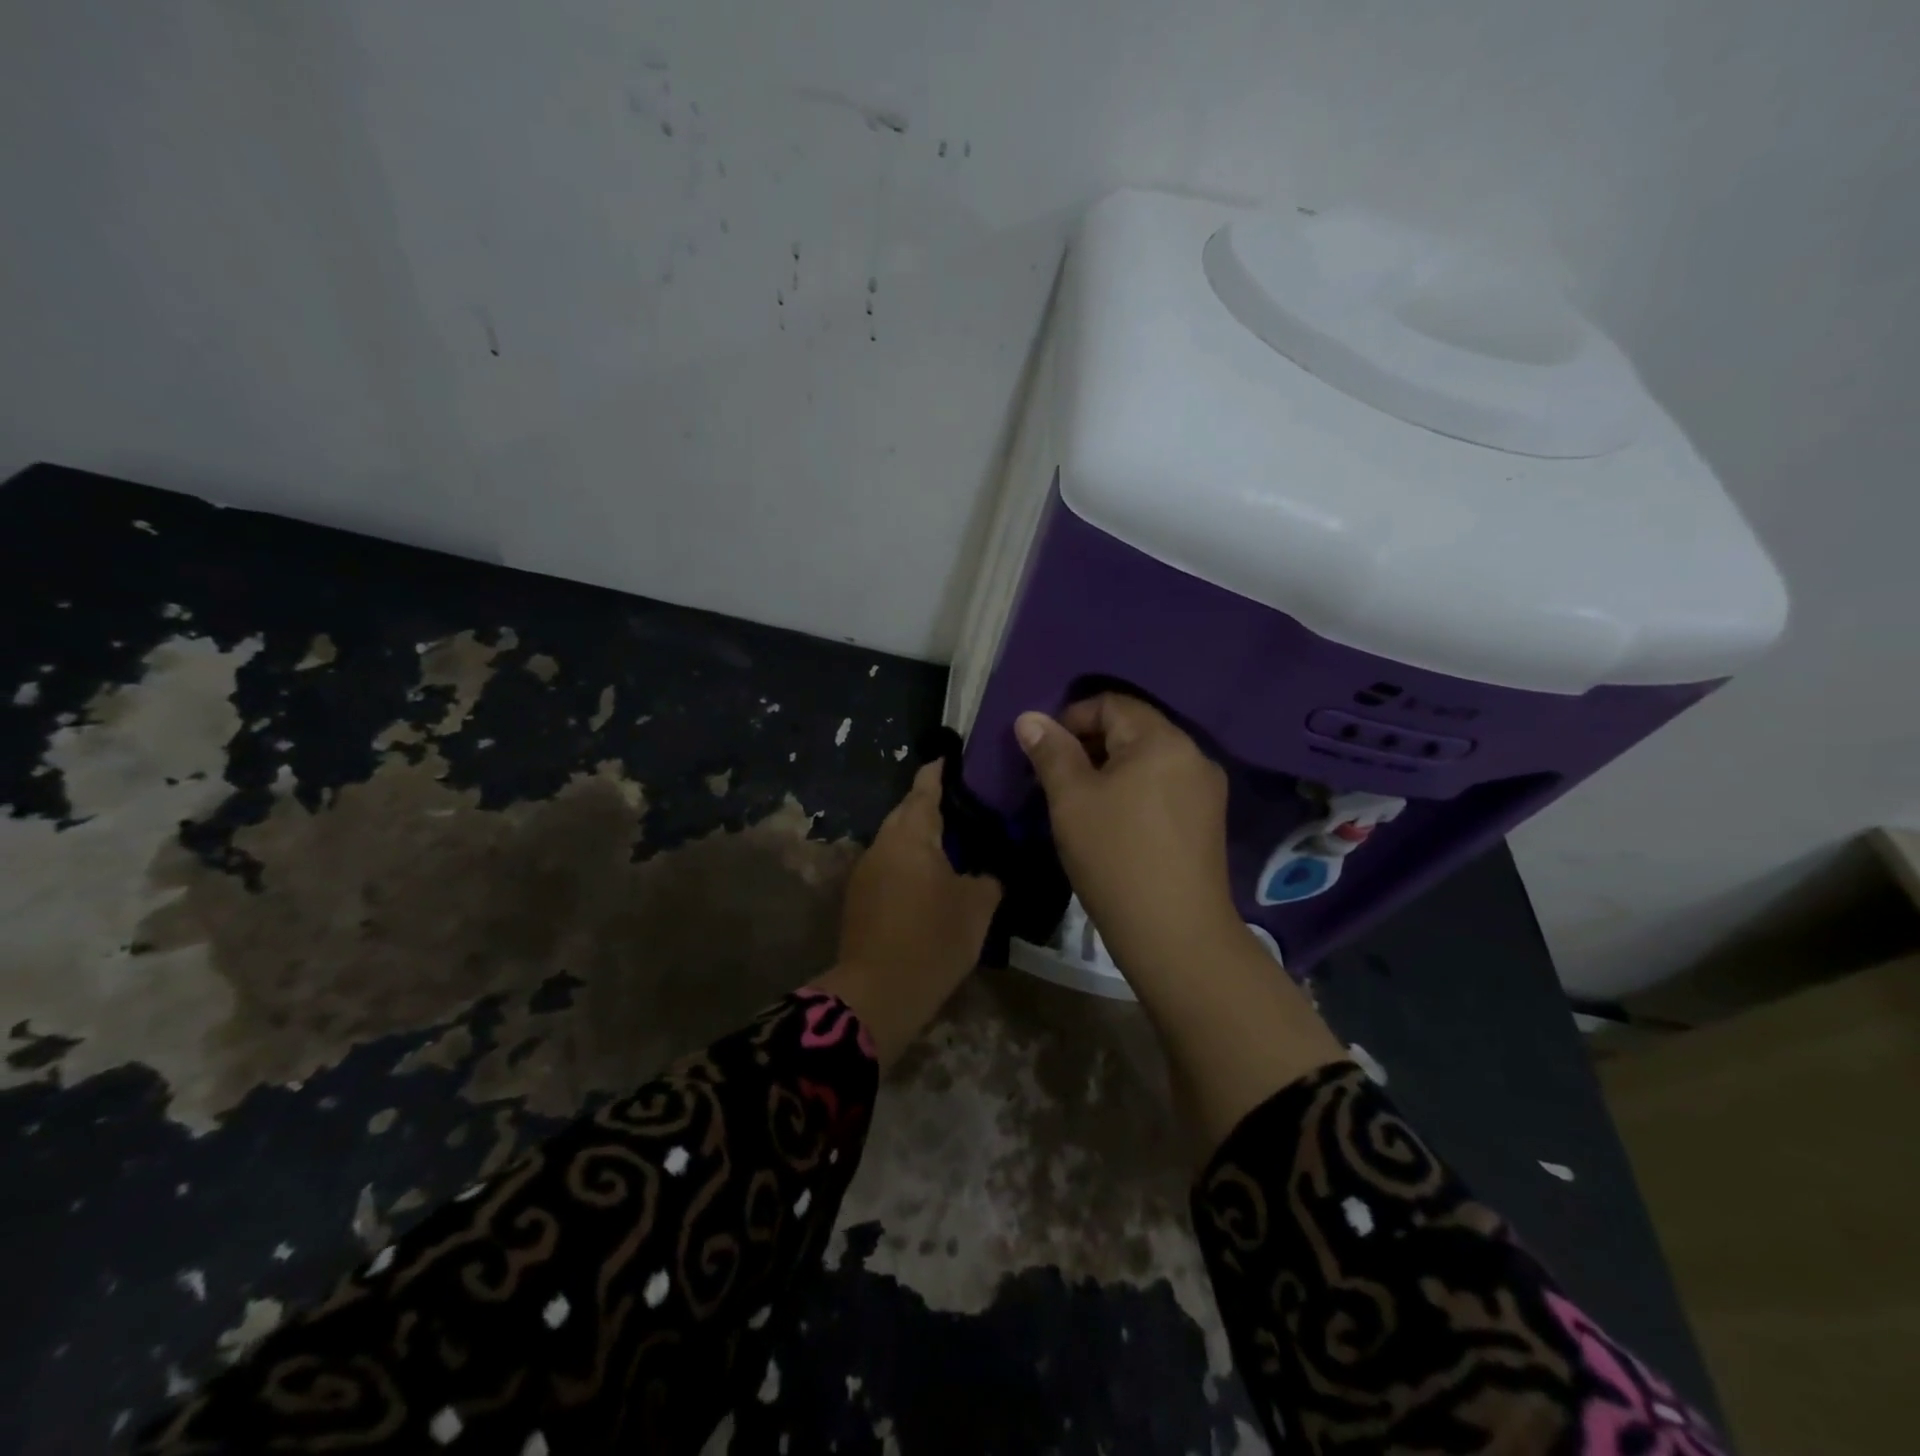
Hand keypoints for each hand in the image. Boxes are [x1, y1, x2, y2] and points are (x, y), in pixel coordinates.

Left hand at [814, 762, 1001, 1065]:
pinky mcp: (860, 897)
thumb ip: (988, 877)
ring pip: (897, 839)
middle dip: (932, 804)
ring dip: (920, 836)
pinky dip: (910, 861)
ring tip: (954, 841)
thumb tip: (988, 869)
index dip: (940, 770)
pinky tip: (931, 877)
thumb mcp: (978, 906)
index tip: (955, 758)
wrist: (879, 992)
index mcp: (911, 834)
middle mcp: (883, 842)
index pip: (925, 787)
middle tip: (967, 805)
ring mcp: (866, 870)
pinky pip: (890, 864)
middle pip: (907, 811)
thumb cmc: (933, 939)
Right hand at [1015, 694, 1241, 976]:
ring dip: (1110, 771)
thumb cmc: (1116, 857)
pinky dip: (1134, 792)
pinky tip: (1115, 825)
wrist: (1175, 934)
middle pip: (1132, 729)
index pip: (1111, 703)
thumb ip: (1051, 752)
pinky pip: (1163, 787)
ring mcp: (1206, 789)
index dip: (1071, 719)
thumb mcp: (1071, 800)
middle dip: (1089, 746)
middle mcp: (1193, 754)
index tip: (1045, 755)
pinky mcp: (1208, 820)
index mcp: (1162, 740)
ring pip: (1147, 761)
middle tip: (1057, 782)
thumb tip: (1030, 718)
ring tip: (1082, 806)